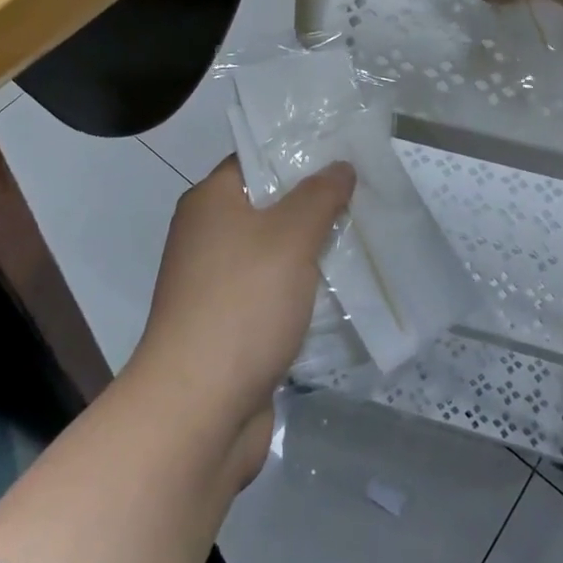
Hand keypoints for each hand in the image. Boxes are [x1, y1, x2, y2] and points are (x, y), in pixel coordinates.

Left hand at [129, 156, 355, 485]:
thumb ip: (319, 196)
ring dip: (311, 251)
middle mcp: (206, 235)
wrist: (198, 408)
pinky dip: (301, 291)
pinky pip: (271, 293)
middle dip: (313, 204)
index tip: (343, 153)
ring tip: (363, 238)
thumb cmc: (242, 303)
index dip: (297, 153)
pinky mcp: (228, 325)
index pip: (255, 159)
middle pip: (266, 206)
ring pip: (272, 253)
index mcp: (209, 202)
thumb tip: (339, 165)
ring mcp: (214, 283)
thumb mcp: (290, 237)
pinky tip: (341, 292)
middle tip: (364, 196)